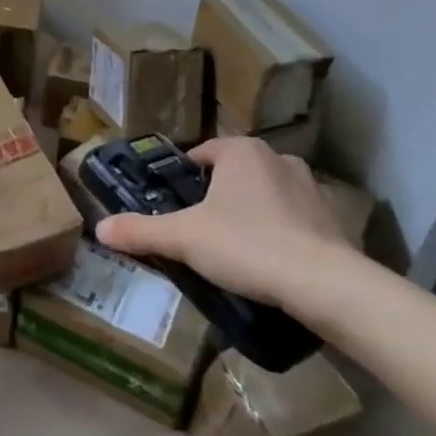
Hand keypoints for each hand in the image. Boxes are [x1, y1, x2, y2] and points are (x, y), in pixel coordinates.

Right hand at [94, 136, 358, 311]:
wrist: (324, 284)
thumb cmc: (247, 245)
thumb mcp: (183, 239)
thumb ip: (141, 231)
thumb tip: (100, 228)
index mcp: (241, 151)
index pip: (203, 153)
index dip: (186, 177)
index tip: (176, 204)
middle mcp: (278, 158)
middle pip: (236, 173)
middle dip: (220, 196)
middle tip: (201, 229)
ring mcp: (312, 187)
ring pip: (268, 194)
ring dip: (254, 212)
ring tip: (237, 248)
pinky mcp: (335, 218)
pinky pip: (297, 219)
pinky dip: (284, 233)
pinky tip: (273, 262)